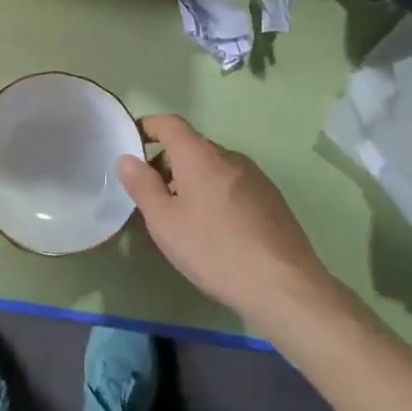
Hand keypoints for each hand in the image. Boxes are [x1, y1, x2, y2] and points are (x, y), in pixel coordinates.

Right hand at [117, 114, 347, 332]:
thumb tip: (127, 158)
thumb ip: (142, 186)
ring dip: (193, 182)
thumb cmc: (214, 250)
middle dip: (168, 163)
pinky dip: (216, 195)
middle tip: (153, 196)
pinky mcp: (272, 199)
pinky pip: (233, 185)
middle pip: (191, 147)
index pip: (169, 123)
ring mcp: (255, 177)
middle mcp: (229, 156)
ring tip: (184, 219)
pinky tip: (216, 232)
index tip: (132, 143)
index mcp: (200, 155)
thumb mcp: (165, 222)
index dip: (147, 127)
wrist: (284, 286)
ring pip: (213, 168)